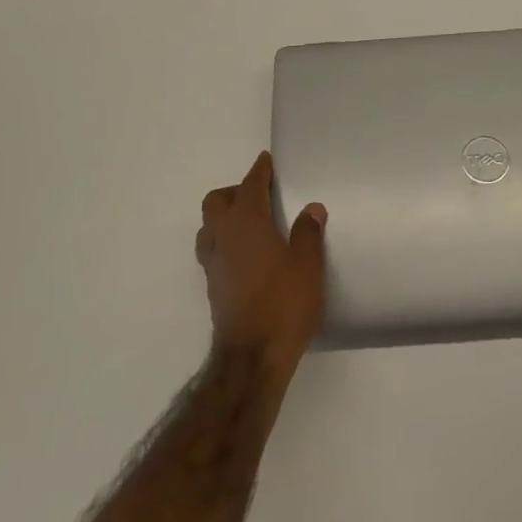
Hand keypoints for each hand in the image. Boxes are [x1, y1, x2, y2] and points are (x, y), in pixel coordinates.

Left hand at [196, 151, 326, 371]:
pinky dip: (225, 242)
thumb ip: (308, 233)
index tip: (266, 161)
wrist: (251, 360)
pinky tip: (246, 255)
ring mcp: (213, 263)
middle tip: (260, 195)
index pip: (250, 185)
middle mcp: (223, 236)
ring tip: (250, 224)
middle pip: (217, 201)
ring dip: (224, 218)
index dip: (259, 170)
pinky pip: (213, 250)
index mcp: (246, 222)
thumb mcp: (308, 265)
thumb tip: (311, 208)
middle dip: (235, 192)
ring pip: (209, 227)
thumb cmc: (283, 304)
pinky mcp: (213, 287)